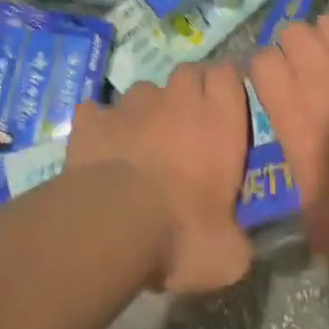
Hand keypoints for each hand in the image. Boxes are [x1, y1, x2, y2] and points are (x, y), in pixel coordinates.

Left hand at [64, 64, 252, 293]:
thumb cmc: (182, 235)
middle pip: (188, 73)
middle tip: (187, 126)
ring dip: (146, 110)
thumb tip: (234, 243)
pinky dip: (100, 125)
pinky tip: (100, 148)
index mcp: (219, 123)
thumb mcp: (227, 255)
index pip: (228, 75)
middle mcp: (177, 102)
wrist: (112, 225)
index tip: (225, 107)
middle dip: (189, 91)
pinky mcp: (92, 119)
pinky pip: (97, 112)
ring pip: (143, 91)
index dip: (226, 86)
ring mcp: (130, 106)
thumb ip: (236, 238)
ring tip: (141, 142)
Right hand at [248, 14, 328, 258]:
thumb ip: (306, 214)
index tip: (273, 86)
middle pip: (292, 32)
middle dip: (294, 46)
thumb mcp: (326, 227)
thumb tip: (307, 221)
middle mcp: (319, 73)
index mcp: (291, 109)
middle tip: (308, 72)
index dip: (264, 70)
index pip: (260, 63)